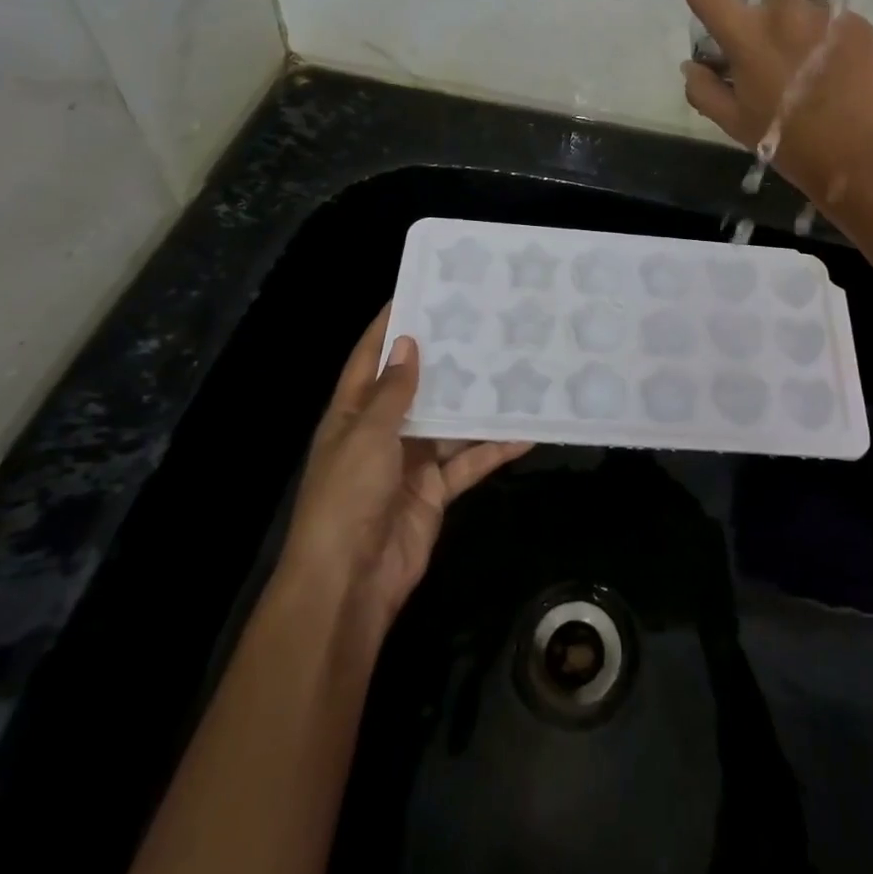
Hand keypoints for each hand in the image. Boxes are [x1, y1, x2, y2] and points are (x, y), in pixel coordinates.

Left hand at [277, 308, 530, 627]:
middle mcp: (381, 432)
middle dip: (446, 360)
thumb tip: (408, 342)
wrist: (349, 583)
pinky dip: (493, 449)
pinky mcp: (435, 491)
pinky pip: (468, 462)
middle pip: (417, 387)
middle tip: (484, 325)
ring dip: (477, 404)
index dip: (389, 325)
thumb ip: (392, 391)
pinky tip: (525, 432)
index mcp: (352, 414)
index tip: (420, 291)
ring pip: (450, 423)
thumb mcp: (366, 436)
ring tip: (514, 369)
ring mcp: (410, 462)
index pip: (369, 358)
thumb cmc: (347, 497)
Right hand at [682, 0, 872, 205]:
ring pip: (809, 0)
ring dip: (803, 20)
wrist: (864, 156)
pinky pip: (838, 19)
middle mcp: (786, 14)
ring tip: (811, 59)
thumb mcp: (737, 126)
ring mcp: (828, 16)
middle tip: (772, 37)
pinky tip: (839, 70)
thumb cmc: (792, 144)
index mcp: (746, 37)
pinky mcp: (861, 26)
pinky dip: (832, 37)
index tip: (711, 7)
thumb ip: (705, 91)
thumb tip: (692, 66)